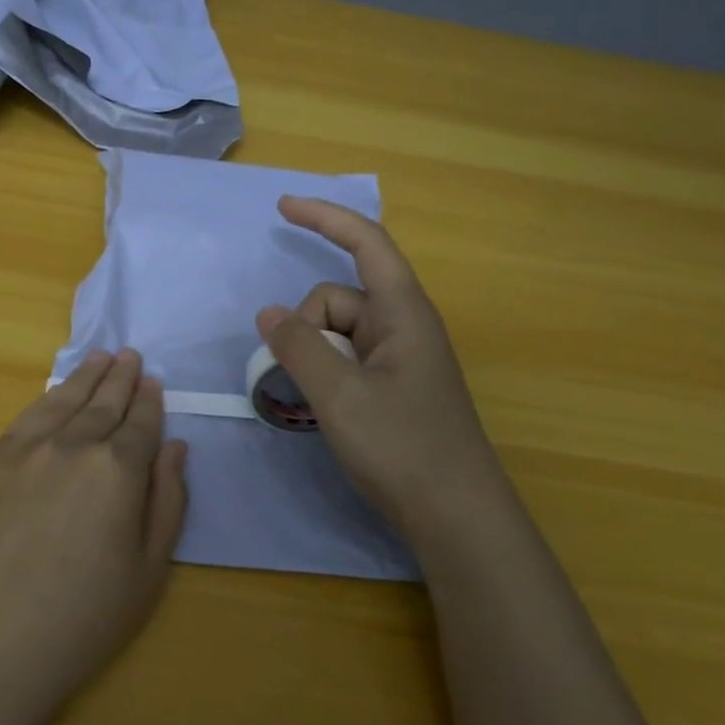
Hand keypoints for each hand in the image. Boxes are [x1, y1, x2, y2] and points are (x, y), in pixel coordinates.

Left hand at [0, 349, 188, 717]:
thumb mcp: (147, 571)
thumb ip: (167, 501)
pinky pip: (23, 420)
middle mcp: (71, 446)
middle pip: (102, 402)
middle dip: (121, 378)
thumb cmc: (81, 620)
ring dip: (85, 377)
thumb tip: (175, 448)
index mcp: (117, 470)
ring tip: (99, 357)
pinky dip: (45, 399)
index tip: (154, 383)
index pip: (141, 423)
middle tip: (130, 356)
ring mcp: (22, 451)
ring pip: (61, 401)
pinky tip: (53, 395)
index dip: (150, 402)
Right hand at [256, 196, 495, 536]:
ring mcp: (398, 359)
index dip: (325, 218)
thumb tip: (269, 313)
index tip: (282, 208)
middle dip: (304, 327)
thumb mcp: (340, 395)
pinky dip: (324, 373)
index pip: (365, 242)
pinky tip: (320, 408)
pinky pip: (346, 361)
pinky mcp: (393, 388)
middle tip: (294, 377)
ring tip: (308, 402)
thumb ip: (299, 348)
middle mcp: (402, 327)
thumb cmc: (403, 448)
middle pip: (337, 298)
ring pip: (336, 334)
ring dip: (310, 355)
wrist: (456, 516)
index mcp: (402, 311)